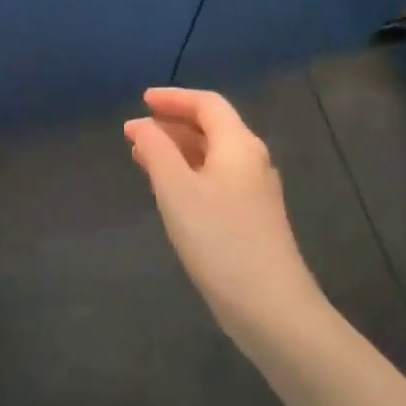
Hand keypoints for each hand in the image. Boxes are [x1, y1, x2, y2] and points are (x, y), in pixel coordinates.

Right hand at [125, 87, 327, 346]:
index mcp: (238, 144)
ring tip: (143, 157)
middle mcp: (252, 159)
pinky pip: (217, 177)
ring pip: (213, 154)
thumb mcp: (177, 190)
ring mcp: (255, 190)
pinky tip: (170, 189)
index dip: (173, 97)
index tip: (142, 100)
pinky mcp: (253, 216)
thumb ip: (156, 151)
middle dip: (172, 124)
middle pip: (212, 127)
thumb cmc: (219, 240)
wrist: (271, 307)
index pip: (207, 104)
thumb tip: (140, 124)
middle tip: (135, 132)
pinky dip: (189, 171)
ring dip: (178, 149)